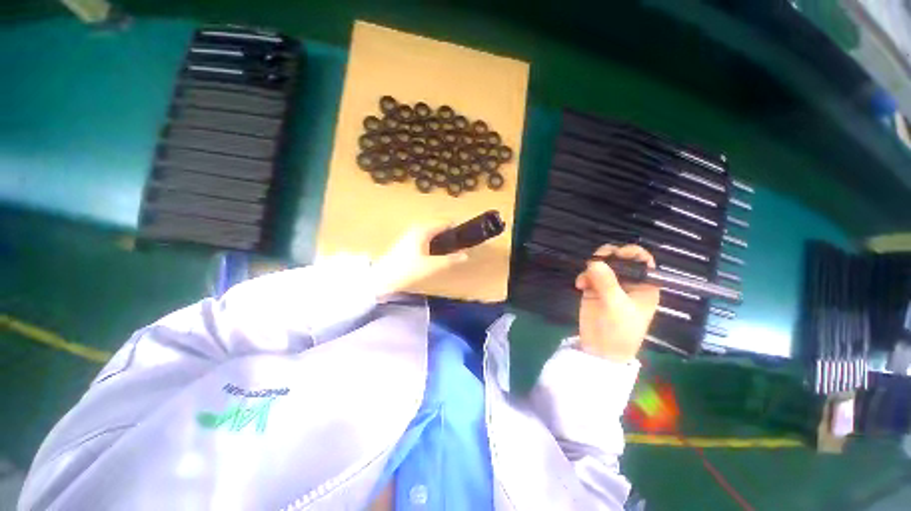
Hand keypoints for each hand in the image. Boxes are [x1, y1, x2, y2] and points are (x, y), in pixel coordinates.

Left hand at [371, 222, 468, 297]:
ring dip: (442, 240)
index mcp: (423, 229)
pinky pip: (426, 238)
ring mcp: (410, 234)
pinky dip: (434, 244)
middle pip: (439, 227)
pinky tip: (436, 255)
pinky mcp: (407, 242)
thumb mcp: (432, 266)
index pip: (445, 222)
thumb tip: (465, 255)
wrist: (382, 278)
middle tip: (460, 248)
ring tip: (451, 252)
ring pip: (432, 233)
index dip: (457, 228)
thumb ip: (450, 260)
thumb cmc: (408, 270)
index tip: (466, 238)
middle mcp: (417, 228)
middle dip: (450, 235)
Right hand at [575, 244, 659, 361]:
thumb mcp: (617, 306)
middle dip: (607, 257)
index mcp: (644, 286)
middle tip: (595, 261)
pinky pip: (588, 275)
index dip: (631, 252)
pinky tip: (579, 285)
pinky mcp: (594, 290)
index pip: (642, 261)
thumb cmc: (620, 331)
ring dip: (592, 266)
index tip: (616, 253)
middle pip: (619, 259)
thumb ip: (607, 283)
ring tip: (585, 278)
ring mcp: (610, 285)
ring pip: (602, 265)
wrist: (601, 350)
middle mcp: (628, 282)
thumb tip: (593, 262)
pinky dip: (583, 276)